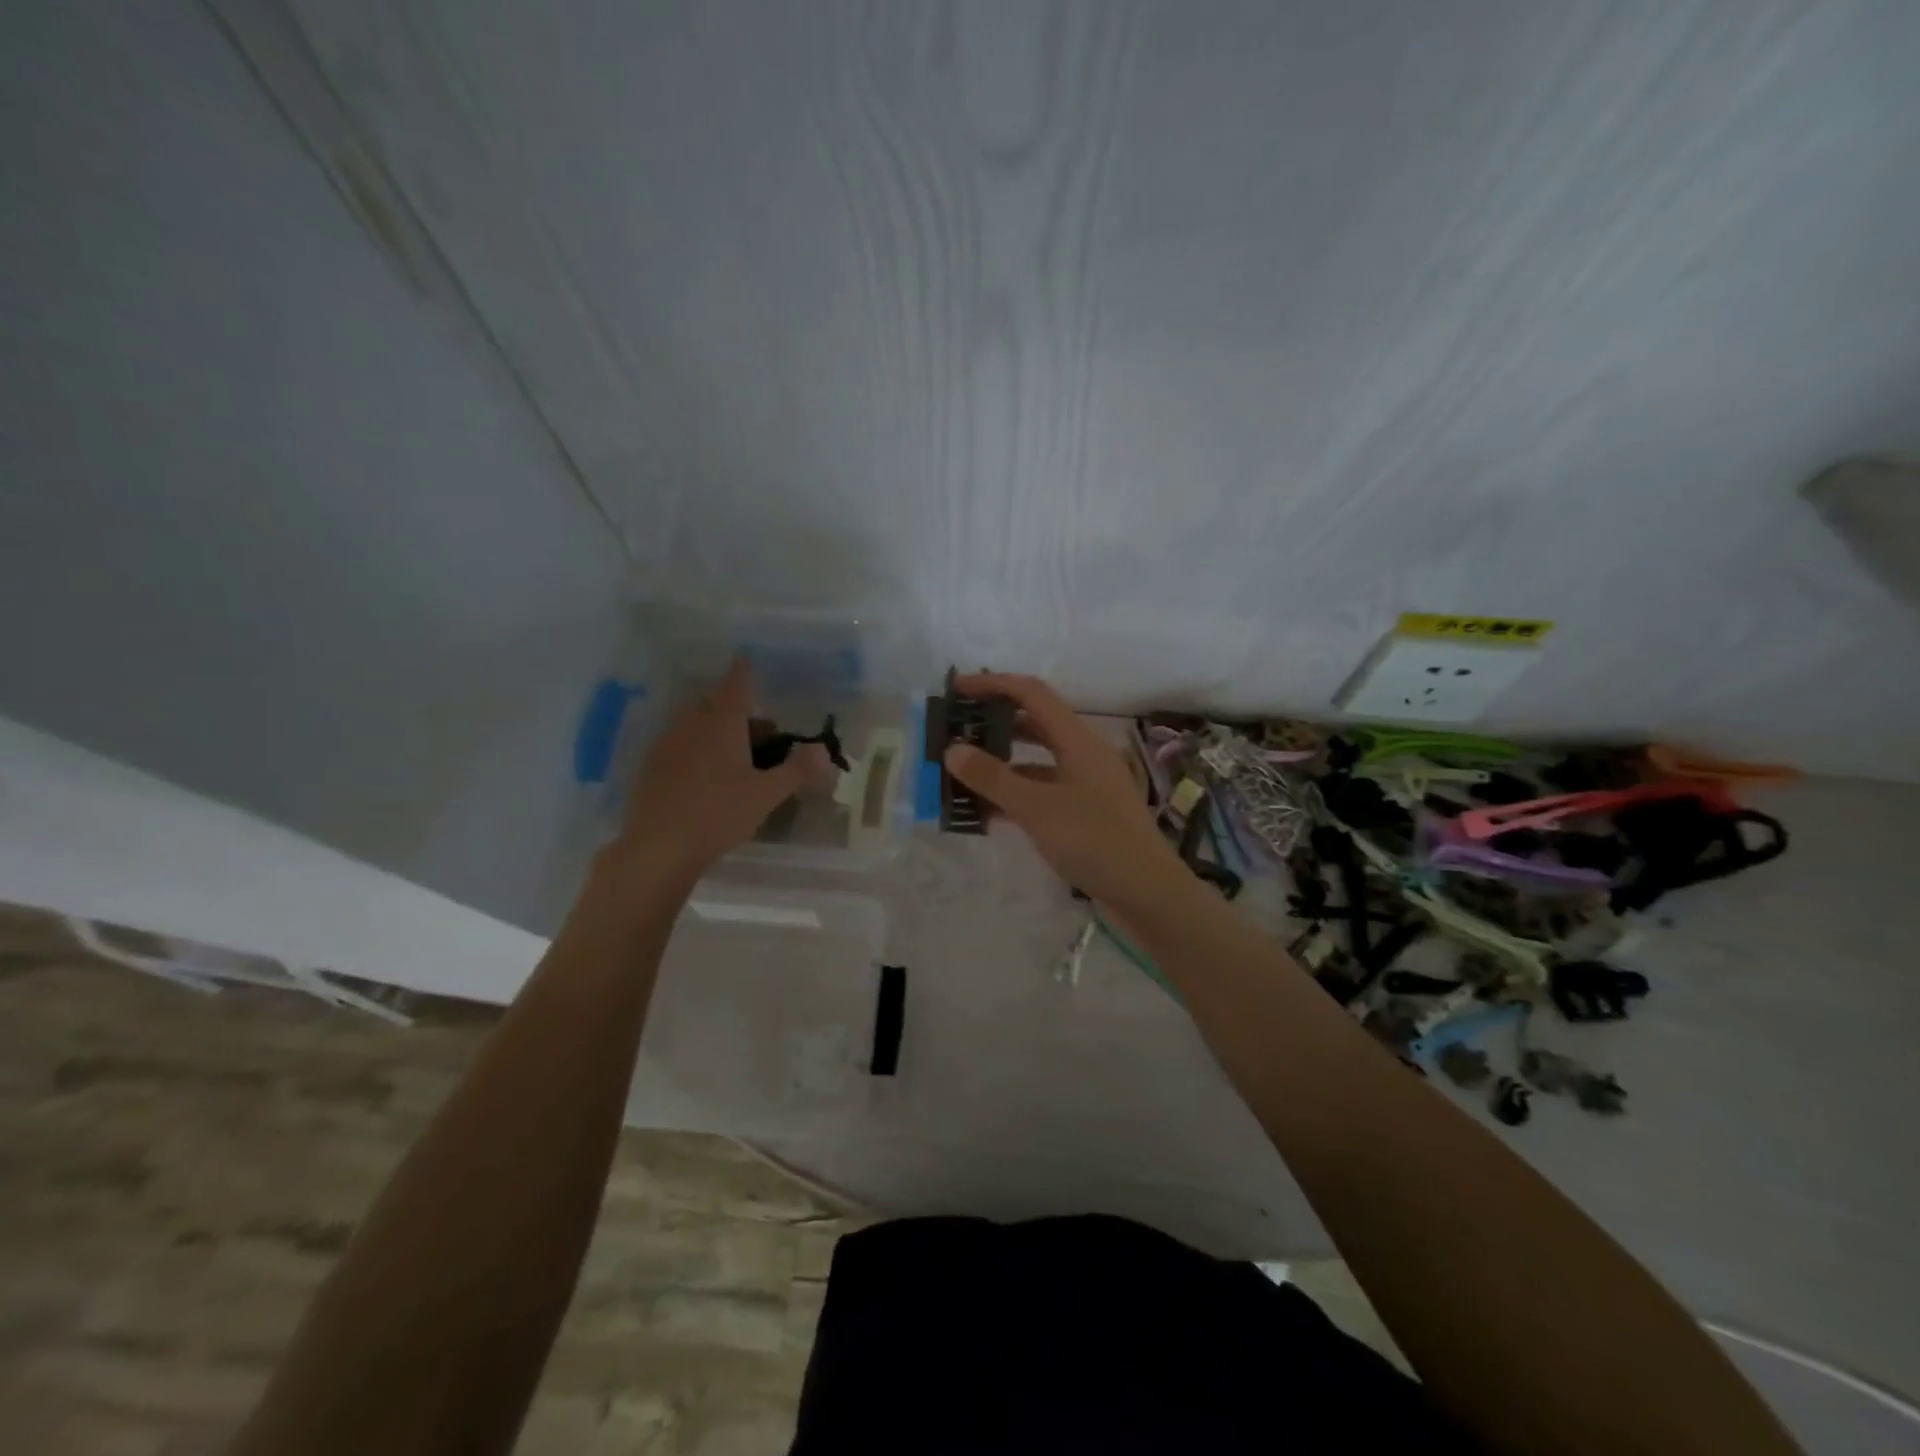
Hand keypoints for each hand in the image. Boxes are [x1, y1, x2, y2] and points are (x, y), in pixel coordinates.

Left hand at [609, 658, 832, 883]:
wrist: (658, 847)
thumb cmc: (719, 814)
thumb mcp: (767, 795)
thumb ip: (797, 770)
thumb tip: (824, 750)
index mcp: (722, 724)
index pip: (736, 685)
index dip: (743, 671)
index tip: (746, 660)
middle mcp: (691, 725)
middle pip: (714, 704)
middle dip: (735, 709)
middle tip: (758, 732)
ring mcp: (666, 745)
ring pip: (694, 723)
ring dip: (714, 728)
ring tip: (735, 755)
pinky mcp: (650, 767)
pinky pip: (678, 744)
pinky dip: (695, 748)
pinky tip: (704, 776)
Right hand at [943, 672, 1188, 916]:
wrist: (1147, 894)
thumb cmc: (1095, 841)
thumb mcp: (1037, 808)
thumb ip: (994, 778)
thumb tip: (953, 750)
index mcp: (1078, 740)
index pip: (1032, 694)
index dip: (994, 684)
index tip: (957, 689)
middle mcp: (1083, 755)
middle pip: (1034, 725)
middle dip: (994, 725)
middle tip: (955, 733)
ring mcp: (1086, 786)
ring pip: (1036, 763)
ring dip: (1001, 765)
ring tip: (961, 775)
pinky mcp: (1084, 814)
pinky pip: (1043, 793)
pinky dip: (1015, 797)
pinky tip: (986, 813)